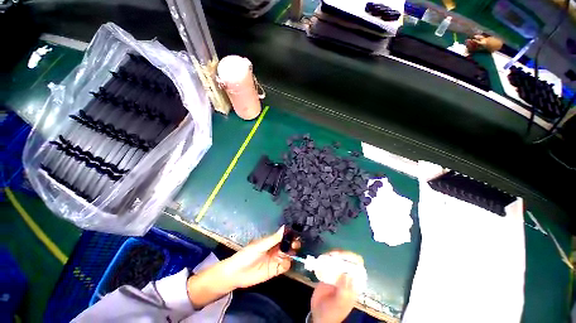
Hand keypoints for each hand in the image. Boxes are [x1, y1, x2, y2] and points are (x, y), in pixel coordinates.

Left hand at [187, 226, 290, 308]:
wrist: (236, 274)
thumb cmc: (246, 255)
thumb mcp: (260, 246)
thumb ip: (273, 239)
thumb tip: (284, 227)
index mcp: (271, 241)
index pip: (284, 236)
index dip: (290, 235)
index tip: (295, 235)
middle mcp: (275, 249)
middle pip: (288, 245)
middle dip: (293, 244)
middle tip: (295, 245)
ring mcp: (276, 259)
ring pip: (288, 255)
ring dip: (292, 254)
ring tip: (292, 253)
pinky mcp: (275, 270)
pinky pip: (285, 266)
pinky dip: (288, 264)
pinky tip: (286, 262)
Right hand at [310, 251, 362, 322]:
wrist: (318, 315)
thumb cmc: (331, 312)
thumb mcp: (339, 304)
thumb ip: (344, 291)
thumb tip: (348, 274)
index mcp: (353, 285)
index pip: (359, 268)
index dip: (354, 260)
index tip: (344, 257)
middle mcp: (346, 277)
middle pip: (348, 260)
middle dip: (342, 254)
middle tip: (334, 254)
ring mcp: (336, 274)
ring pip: (338, 259)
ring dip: (333, 254)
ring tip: (327, 255)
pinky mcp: (327, 272)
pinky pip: (328, 262)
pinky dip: (325, 257)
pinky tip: (322, 257)